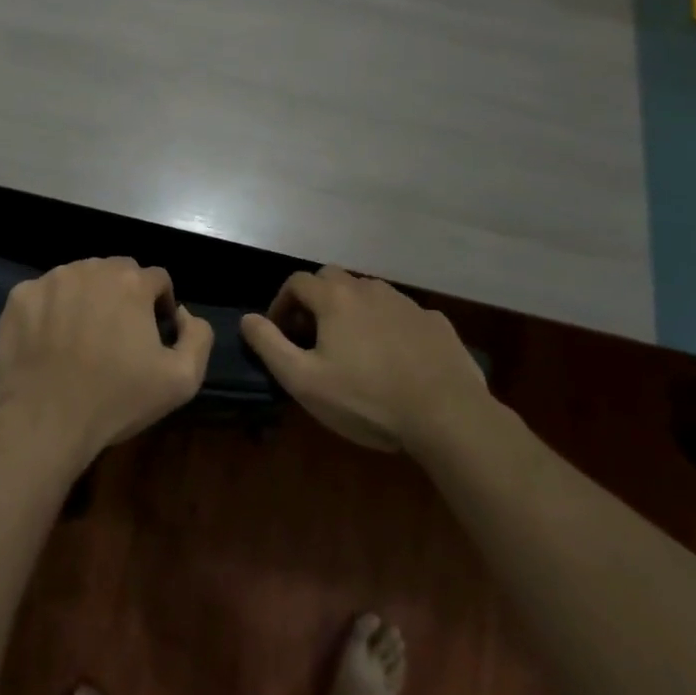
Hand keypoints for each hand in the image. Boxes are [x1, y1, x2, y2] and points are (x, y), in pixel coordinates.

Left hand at [0, 257, 213, 465]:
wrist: (45, 420)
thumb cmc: (116, 400)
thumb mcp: (182, 380)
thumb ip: (198, 336)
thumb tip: (184, 314)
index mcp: (131, 282)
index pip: (157, 279)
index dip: (160, 304)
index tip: (152, 334)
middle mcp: (90, 269)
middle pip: (117, 271)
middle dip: (124, 295)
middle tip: (118, 335)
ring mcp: (50, 280)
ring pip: (79, 278)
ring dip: (87, 298)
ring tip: (82, 337)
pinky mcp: (19, 296)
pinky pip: (44, 294)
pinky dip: (51, 309)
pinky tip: (50, 341)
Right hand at [240, 267, 486, 450]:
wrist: (447, 416)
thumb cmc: (366, 399)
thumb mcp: (303, 381)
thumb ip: (269, 345)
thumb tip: (248, 319)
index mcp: (335, 298)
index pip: (296, 282)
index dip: (281, 303)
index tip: (281, 333)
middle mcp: (369, 289)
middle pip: (333, 279)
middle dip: (316, 300)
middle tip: (313, 336)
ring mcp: (407, 303)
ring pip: (369, 294)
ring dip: (352, 310)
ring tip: (353, 347)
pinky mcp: (436, 323)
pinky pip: (402, 314)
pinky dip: (388, 325)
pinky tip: (394, 357)